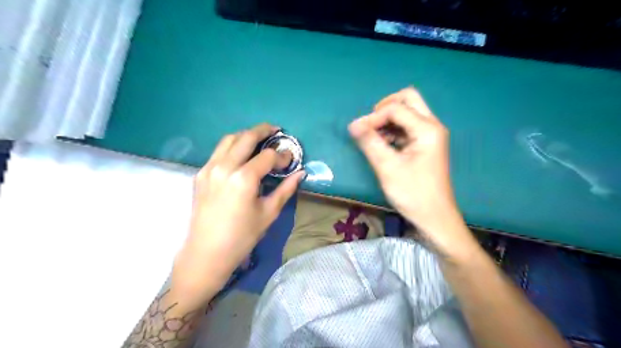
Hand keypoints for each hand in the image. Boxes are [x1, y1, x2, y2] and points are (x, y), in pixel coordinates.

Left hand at [173, 123, 304, 303]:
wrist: (206, 253)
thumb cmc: (242, 236)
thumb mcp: (269, 213)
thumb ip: (285, 189)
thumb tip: (301, 173)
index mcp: (244, 178)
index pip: (268, 156)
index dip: (282, 155)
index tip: (290, 159)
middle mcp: (224, 167)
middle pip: (246, 137)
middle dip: (263, 130)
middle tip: (276, 130)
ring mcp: (209, 169)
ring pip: (228, 140)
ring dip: (245, 135)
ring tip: (258, 139)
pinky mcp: (200, 175)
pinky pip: (218, 152)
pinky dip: (232, 147)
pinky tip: (240, 156)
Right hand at [349, 89, 475, 257]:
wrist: (434, 218)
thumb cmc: (413, 194)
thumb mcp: (387, 167)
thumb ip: (370, 142)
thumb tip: (353, 124)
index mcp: (427, 129)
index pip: (396, 108)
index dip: (373, 117)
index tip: (356, 132)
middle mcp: (432, 126)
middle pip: (408, 99)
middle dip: (385, 107)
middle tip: (370, 124)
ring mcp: (430, 135)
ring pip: (408, 112)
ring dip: (388, 119)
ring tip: (373, 137)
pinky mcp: (425, 145)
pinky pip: (408, 127)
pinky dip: (393, 130)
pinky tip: (382, 144)